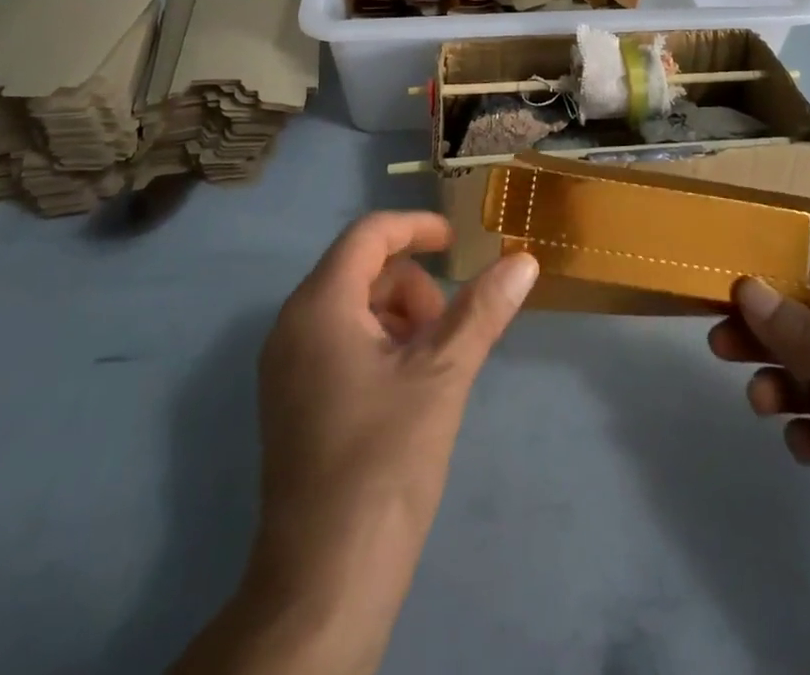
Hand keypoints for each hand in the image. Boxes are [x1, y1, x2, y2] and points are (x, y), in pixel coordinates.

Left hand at [176, 212, 537, 674]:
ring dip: (399, 317)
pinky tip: (406, 389)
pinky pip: (338, 341)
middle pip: (360, 269)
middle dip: (412, 285)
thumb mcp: (443, 376)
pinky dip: (378, 344)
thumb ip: (482, 310)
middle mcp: (292, 324)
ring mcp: (286, 365)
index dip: (416, 228)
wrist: (324, 582)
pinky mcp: (291, 400)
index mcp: (319, 305)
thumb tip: (523, 260)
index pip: (368, 234)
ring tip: (432, 365)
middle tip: (449, 329)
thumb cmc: (384, 462)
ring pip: (351, 307)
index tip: (458, 241)